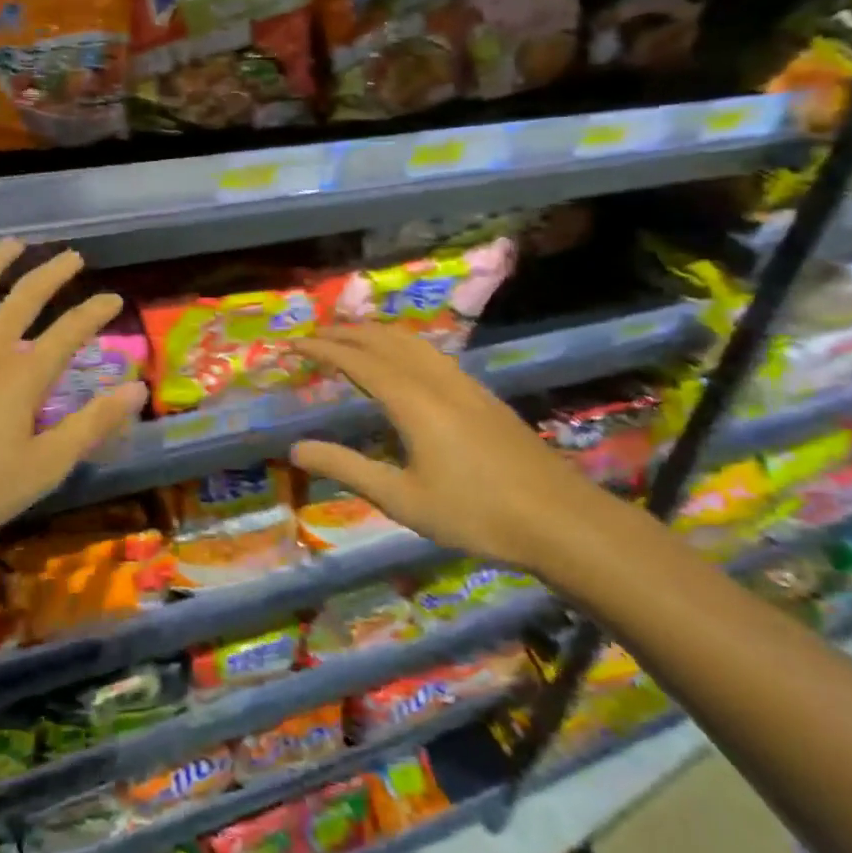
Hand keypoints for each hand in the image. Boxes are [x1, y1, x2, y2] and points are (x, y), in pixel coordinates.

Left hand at [0, 240, 146, 589]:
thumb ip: (91, 425)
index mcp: (23, 374)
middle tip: (72, 257)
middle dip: (53, 273)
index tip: (114, 298)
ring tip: (14, 243)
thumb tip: (138, 389)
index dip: (96, 312)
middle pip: (26, 295)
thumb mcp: (42, 468)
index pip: (71, 331)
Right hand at [290, 326, 628, 577]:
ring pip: (411, 342)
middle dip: (345, 333)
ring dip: (375, 334)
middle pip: (384, 341)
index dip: (322, 349)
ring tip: (351, 340)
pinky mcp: (482, 394)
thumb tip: (296, 448)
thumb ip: (347, 468)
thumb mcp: (402, 499)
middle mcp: (436, 380)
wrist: (559, 519)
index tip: (292, 345)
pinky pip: (431, 354)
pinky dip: (401, 345)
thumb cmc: (475, 514)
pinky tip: (403, 363)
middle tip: (313, 337)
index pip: (357, 360)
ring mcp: (464, 384)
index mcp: (412, 401)